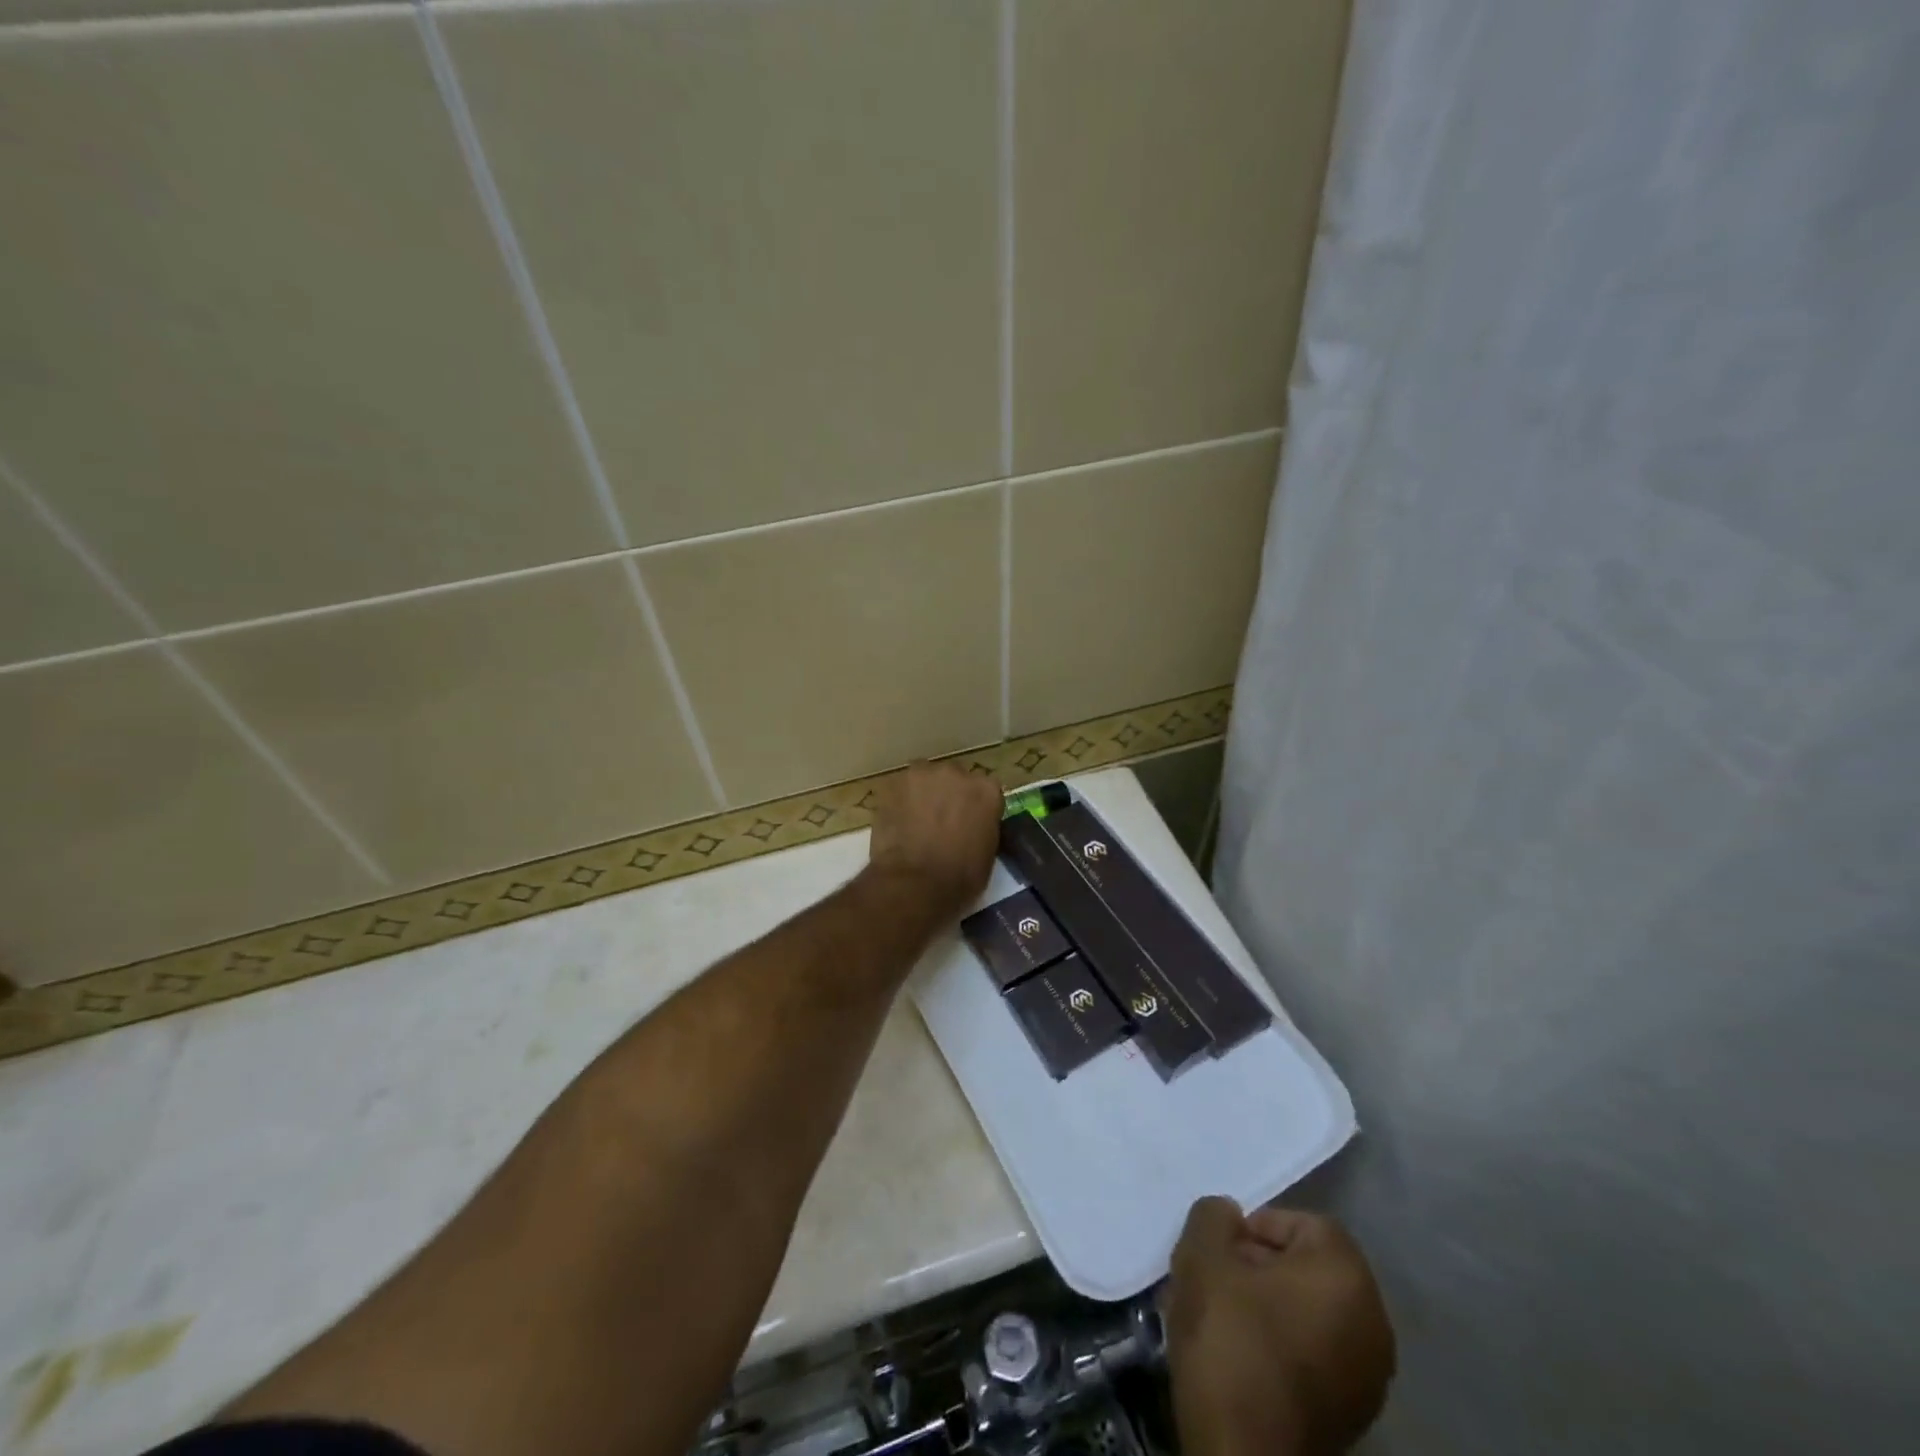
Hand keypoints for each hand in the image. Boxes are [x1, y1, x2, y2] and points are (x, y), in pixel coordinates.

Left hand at [864, 762, 1003, 919]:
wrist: (915, 884)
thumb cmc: (960, 878)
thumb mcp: (986, 853)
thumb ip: (982, 827)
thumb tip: (971, 826)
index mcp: (986, 790)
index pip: (984, 790)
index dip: (974, 807)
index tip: (968, 821)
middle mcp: (956, 773)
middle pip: (953, 778)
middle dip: (948, 795)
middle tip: (940, 821)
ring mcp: (922, 775)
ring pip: (924, 779)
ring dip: (922, 795)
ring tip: (915, 821)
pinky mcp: (893, 784)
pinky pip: (899, 789)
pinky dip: (899, 802)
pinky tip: (897, 823)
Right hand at [1165, 1198, 1394, 1455]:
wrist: (1244, 1454)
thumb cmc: (1230, 1338)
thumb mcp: (1203, 1255)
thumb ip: (1214, 1216)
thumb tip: (1229, 1218)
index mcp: (1347, 1275)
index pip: (1302, 1223)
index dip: (1256, 1227)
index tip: (1222, 1251)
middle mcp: (1373, 1321)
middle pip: (1307, 1268)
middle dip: (1258, 1266)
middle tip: (1216, 1280)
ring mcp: (1369, 1376)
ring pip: (1307, 1312)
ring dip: (1265, 1304)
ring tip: (1221, 1317)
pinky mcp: (1352, 1415)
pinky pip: (1314, 1353)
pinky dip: (1280, 1344)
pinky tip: (1240, 1355)